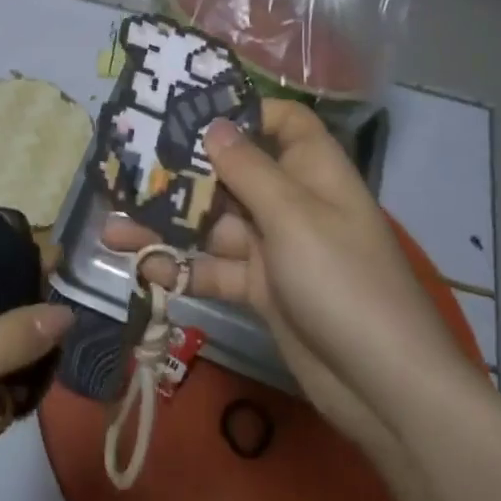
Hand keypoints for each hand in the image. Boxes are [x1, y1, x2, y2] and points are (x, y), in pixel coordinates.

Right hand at [104, 99, 478, 450]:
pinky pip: (216, 268)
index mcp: (312, 170)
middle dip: (183, 172)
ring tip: (114, 225)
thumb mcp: (292, 215)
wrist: (386, 389)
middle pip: (233, 172)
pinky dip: (184, 268)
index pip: (281, 121)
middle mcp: (292, 201)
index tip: (188, 111)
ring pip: (214, 223)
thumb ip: (247, 168)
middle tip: (127, 167)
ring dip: (169, 224)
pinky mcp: (262, 289)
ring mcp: (276, 247)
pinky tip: (144, 267)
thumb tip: (213, 124)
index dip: (242, 111)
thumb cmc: (342, 280)